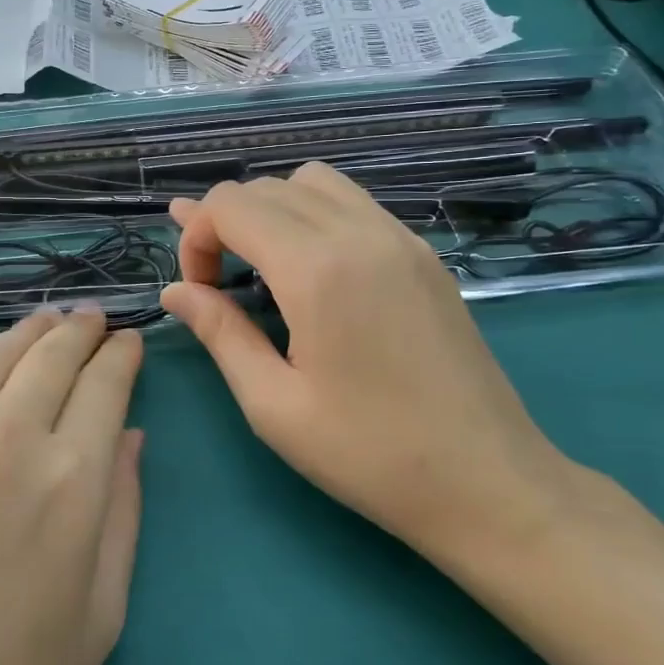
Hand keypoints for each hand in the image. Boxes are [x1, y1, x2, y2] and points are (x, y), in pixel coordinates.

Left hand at [0, 309, 143, 664]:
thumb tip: (130, 435)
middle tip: (88, 321)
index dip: (121, 356)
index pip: (107, 385)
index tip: (126, 343)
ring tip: (43, 321)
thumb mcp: (101, 615)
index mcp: (72, 481)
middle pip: (53, 356)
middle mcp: (6, 440)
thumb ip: (124, 513)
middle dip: (79, 331)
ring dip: (26, 331)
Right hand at [159, 163, 574, 560]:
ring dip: (272, 210)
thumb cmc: (369, 454)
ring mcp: (400, 237)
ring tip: (264, 266)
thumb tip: (175, 291)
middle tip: (219, 285)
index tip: (200, 292)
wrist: (488, 482)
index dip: (196, 238)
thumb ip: (220, 333)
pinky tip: (315, 270)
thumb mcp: (273, 404)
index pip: (231, 205)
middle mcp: (359, 233)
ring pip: (313, 182)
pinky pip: (355, 203)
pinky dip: (315, 215)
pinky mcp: (424, 254)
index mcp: (317, 269)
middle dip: (226, 223)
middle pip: (267, 187)